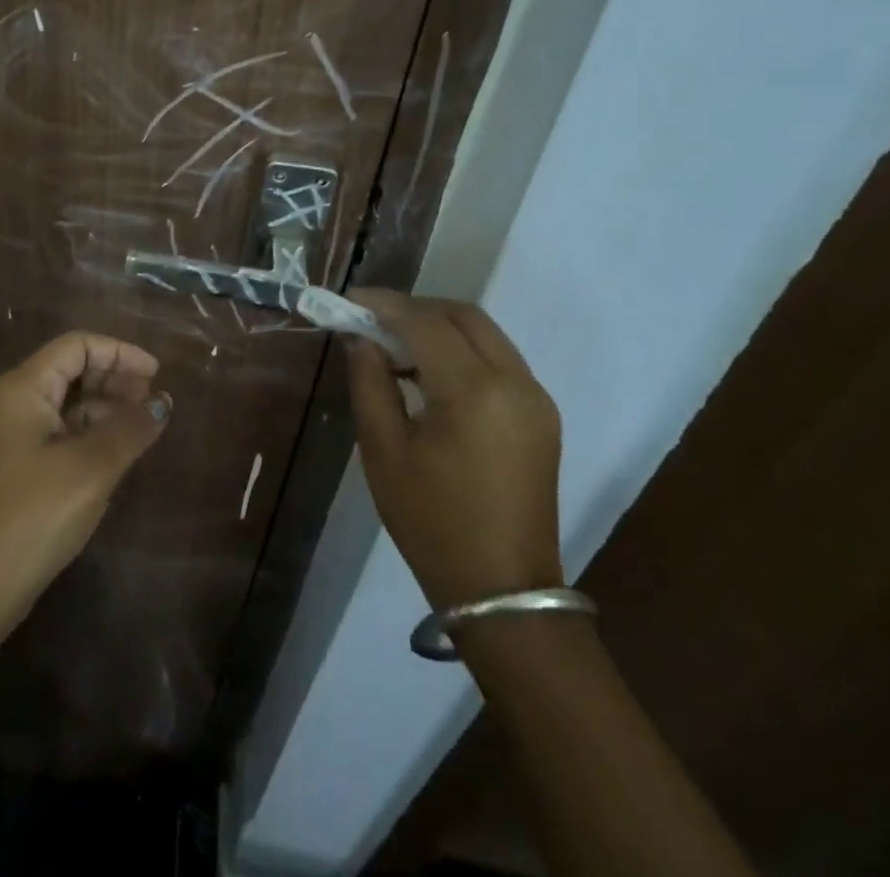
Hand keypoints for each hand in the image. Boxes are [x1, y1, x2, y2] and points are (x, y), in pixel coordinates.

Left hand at [0, 332, 171, 632]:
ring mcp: (16, 434)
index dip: (119, 352)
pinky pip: (63, 429)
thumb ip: (130, 428)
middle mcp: (16, 401)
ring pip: (69, 400)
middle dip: (115, 377)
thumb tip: (162, 402)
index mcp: (25, 388)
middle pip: (72, 368)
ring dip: (107, 405)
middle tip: (154, 400)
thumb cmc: (34, 515)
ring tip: (144, 425)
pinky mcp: (21, 464)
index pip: (76, 345)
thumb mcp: (91, 467)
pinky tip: (119, 448)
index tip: (157, 373)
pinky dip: (93, 430)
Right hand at [346, 291, 563, 609]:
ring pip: (484, 333)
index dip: (383, 305)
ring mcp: (536, 398)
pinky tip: (428, 371)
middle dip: (414, 308)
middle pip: (463, 315)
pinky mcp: (541, 414)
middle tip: (371, 320)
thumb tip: (361, 339)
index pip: (425, 323)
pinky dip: (460, 349)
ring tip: (393, 345)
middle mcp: (516, 383)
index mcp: (475, 393)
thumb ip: (369, 382)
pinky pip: (498, 359)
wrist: (502, 590)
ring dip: (438, 326)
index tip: (348, 301)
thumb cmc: (431, 522)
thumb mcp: (383, 450)